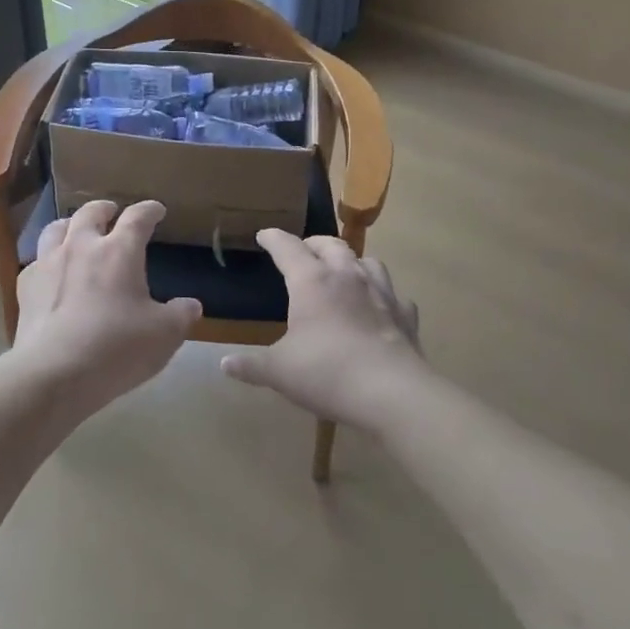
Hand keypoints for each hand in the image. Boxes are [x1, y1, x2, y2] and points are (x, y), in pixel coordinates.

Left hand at [8, 199, 200, 417]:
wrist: (54, 373)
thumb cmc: (117, 348)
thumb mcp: (164, 335)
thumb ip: (181, 315)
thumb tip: (191, 305)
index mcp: (119, 251)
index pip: (137, 218)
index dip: (149, 210)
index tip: (156, 210)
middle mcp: (82, 246)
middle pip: (91, 212)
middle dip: (105, 208)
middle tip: (113, 212)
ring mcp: (49, 263)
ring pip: (56, 228)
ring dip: (70, 225)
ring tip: (76, 230)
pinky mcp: (26, 287)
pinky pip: (36, 261)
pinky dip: (47, 259)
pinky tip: (50, 271)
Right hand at [220, 230, 427, 432]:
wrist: (392, 393)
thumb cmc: (327, 373)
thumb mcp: (279, 371)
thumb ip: (251, 365)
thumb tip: (224, 365)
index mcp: (312, 281)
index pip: (288, 247)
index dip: (273, 239)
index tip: (264, 235)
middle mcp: (347, 276)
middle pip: (330, 244)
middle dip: (313, 244)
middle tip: (302, 251)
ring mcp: (381, 292)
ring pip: (366, 261)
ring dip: (350, 261)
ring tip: (342, 272)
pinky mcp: (405, 314)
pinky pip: (393, 294)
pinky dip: (381, 295)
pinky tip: (378, 307)